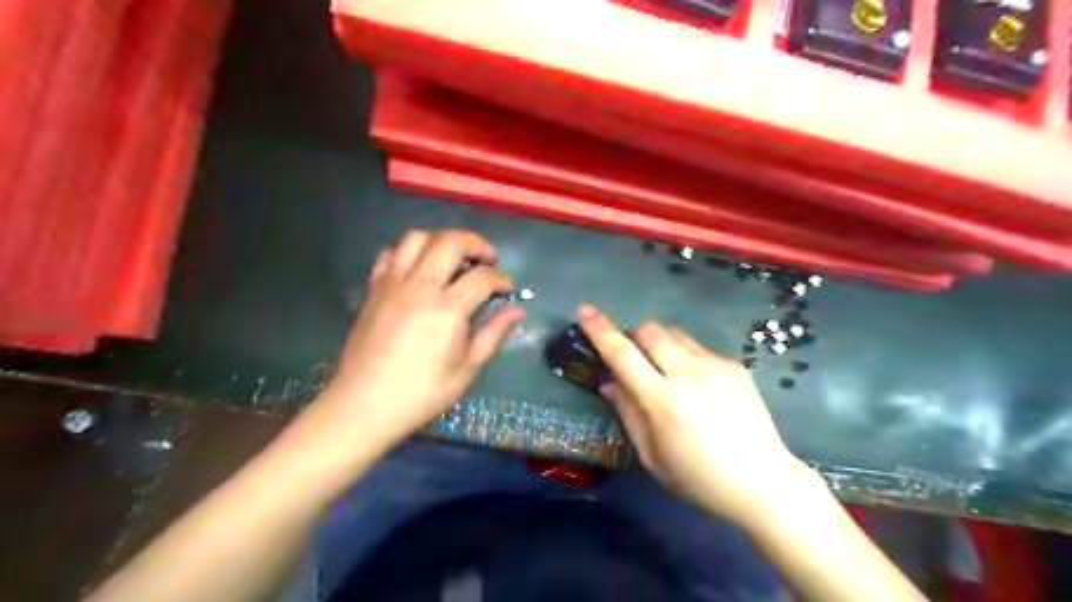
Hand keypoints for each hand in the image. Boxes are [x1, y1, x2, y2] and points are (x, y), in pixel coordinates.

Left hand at [308, 232, 525, 456]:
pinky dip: (408, 253)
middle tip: (487, 259)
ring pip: (416, 238)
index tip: (506, 290)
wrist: (363, 405)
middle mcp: (419, 287)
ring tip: (453, 259)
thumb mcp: (466, 369)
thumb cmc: (421, 393)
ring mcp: (392, 285)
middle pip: (450, 242)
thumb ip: (493, 334)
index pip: (481, 277)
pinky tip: (418, 271)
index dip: (500, 279)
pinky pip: (389, 255)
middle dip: (476, 244)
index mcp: (446, 309)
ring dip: (441, 240)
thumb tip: (518, 312)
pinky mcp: (373, 290)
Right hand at [579, 306, 813, 526]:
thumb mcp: (652, 457)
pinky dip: (686, 357)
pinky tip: (699, 387)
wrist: (764, 482)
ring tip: (667, 371)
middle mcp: (688, 373)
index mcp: (662, 401)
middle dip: (633, 335)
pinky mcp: (735, 365)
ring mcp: (715, 365)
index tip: (585, 310)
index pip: (622, 354)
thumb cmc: (699, 478)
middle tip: (634, 358)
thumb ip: (628, 413)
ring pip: (675, 333)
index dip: (600, 330)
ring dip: (660, 343)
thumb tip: (610, 383)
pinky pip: (699, 348)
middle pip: (650, 329)